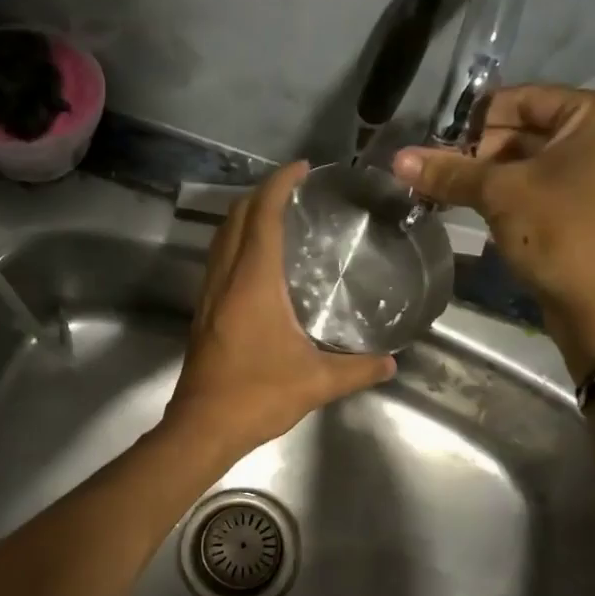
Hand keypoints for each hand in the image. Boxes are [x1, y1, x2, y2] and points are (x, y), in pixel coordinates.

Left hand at [164, 161, 395, 459]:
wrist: (202, 427)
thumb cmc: (257, 396)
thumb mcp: (316, 383)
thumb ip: (358, 369)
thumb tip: (392, 363)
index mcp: (253, 282)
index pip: (263, 215)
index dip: (280, 184)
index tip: (302, 168)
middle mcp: (226, 278)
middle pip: (237, 217)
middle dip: (262, 193)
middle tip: (295, 190)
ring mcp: (208, 294)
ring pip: (222, 237)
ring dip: (246, 216)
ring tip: (279, 215)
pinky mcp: (203, 312)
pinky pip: (218, 259)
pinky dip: (236, 242)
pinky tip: (258, 262)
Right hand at [393, 85, 594, 377]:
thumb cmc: (562, 234)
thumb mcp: (501, 195)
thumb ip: (450, 172)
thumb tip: (397, 159)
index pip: (523, 99)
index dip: (474, 121)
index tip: (436, 146)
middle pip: (529, 129)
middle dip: (481, 153)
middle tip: (441, 176)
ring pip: (537, 162)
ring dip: (493, 177)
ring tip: (452, 195)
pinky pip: (550, 187)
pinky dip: (517, 195)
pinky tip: (483, 211)